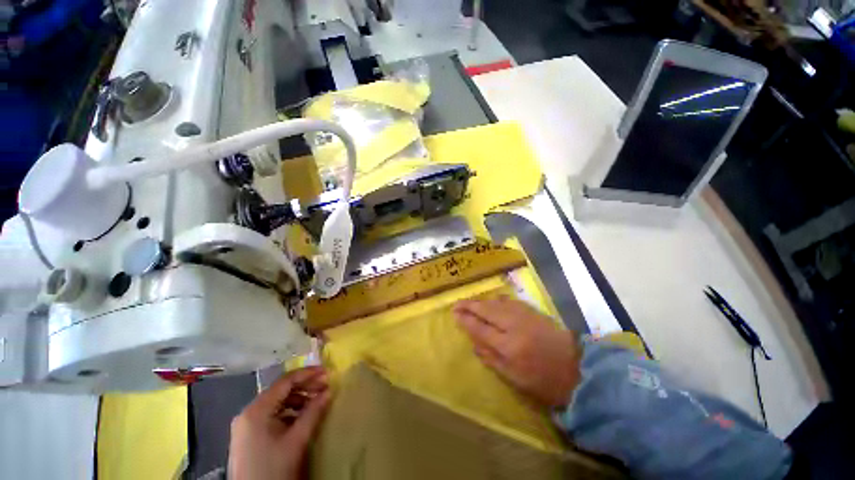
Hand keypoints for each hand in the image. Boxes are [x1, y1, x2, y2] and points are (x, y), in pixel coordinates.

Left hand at [229, 366, 331, 479]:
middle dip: (305, 386)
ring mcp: (246, 424)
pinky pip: (272, 414)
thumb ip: (313, 412)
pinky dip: (289, 411)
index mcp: (257, 410)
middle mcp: (249, 412)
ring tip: (317, 401)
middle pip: (281, 390)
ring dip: (299, 399)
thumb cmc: (274, 468)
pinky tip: (302, 417)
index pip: (285, 381)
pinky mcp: (249, 435)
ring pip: (277, 402)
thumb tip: (329, 391)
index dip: (308, 374)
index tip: (327, 372)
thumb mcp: (296, 440)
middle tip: (326, 386)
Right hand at [454, 297, 581, 407]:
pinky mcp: (532, 310)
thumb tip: (473, 343)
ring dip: (481, 301)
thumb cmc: (543, 381)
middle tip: (457, 304)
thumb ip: (490, 358)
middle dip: (469, 305)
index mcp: (508, 346)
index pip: (479, 327)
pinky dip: (496, 300)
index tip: (454, 313)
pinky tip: (492, 301)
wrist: (577, 369)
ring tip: (470, 303)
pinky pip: (508, 301)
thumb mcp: (513, 378)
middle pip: (486, 309)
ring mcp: (524, 315)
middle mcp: (513, 325)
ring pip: (496, 302)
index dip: (465, 319)